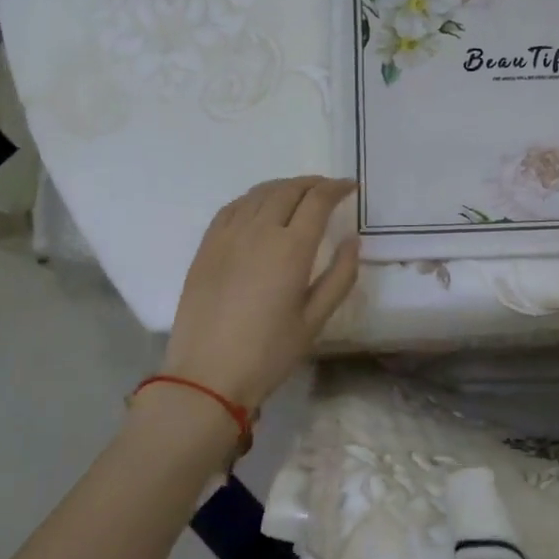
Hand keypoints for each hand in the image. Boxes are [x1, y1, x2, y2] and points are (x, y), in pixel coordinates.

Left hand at [160, 177, 360, 410]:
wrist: (206, 375)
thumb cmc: (268, 353)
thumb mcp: (315, 320)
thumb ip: (340, 276)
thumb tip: (352, 240)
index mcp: (291, 249)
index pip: (317, 201)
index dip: (337, 188)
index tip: (350, 187)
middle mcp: (259, 231)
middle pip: (288, 190)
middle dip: (313, 184)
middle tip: (328, 189)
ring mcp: (228, 235)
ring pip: (259, 193)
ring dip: (284, 187)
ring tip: (298, 193)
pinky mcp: (206, 246)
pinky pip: (233, 207)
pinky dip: (254, 198)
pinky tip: (260, 206)